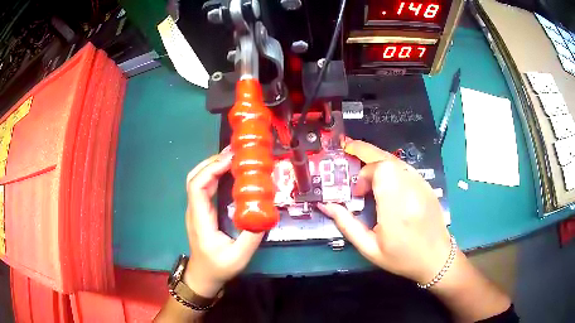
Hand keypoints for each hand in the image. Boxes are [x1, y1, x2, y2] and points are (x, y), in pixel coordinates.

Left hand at [184, 149, 263, 297]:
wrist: (203, 276)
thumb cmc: (218, 267)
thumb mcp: (239, 257)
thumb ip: (252, 236)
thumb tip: (266, 213)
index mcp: (200, 220)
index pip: (197, 187)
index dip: (210, 169)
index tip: (230, 161)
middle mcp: (194, 211)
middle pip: (195, 178)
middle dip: (212, 162)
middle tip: (235, 155)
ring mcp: (196, 210)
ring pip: (198, 180)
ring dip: (213, 166)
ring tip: (234, 159)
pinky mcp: (201, 212)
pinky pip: (204, 188)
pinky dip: (215, 175)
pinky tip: (229, 174)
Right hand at [318, 139, 451, 283]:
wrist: (436, 258)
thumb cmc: (402, 257)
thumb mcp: (370, 248)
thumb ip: (347, 225)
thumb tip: (326, 205)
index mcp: (397, 209)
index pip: (382, 170)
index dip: (364, 173)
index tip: (357, 192)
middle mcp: (412, 191)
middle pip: (388, 158)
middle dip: (365, 151)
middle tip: (348, 148)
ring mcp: (422, 185)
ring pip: (396, 160)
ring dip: (377, 160)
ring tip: (363, 167)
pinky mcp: (426, 185)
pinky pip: (405, 167)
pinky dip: (389, 166)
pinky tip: (383, 178)